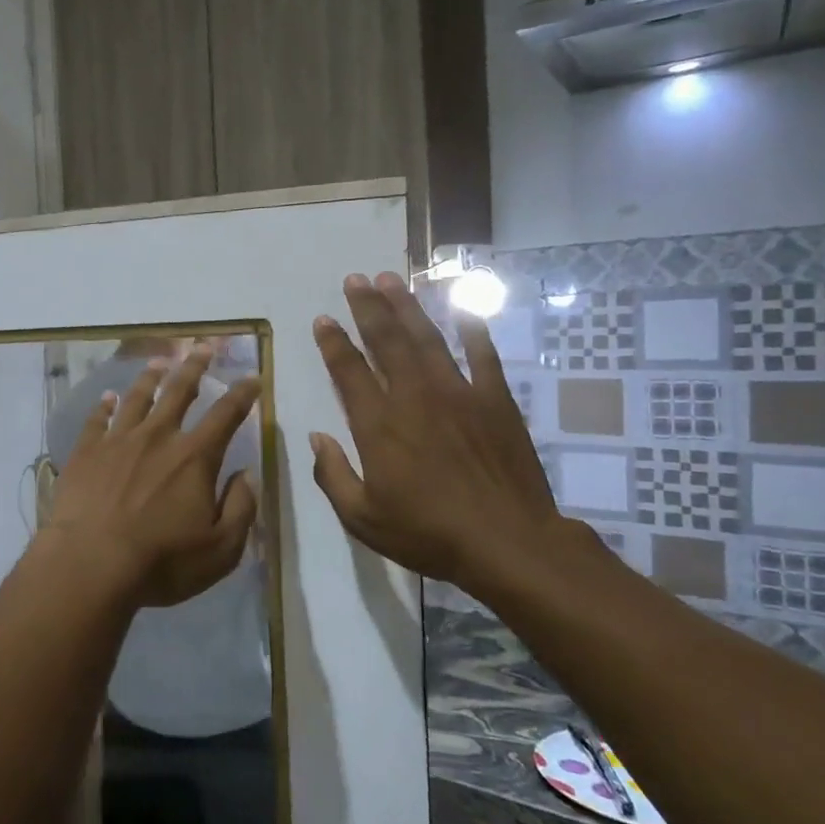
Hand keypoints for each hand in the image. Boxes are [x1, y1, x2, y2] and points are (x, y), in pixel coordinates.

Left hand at [43, 345, 259, 608]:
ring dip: (150, 377)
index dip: (242, 394)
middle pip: (179, 391)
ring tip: (159, 362)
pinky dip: (105, 406)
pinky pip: (97, 420)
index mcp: (194, 458)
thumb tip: (248, 474)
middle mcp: (157, 437)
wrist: (90, 564)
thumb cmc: (161, 561)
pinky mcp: (86, 452)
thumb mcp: (220, 548)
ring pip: (137, 398)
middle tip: (202, 347)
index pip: (226, 415)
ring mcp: (117, 441)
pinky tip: (108, 398)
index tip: (252, 376)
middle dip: (195, 366)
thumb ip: (241, 507)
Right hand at [310, 272, 571, 591]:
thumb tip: (315, 438)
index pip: (349, 371)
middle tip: (355, 279)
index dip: (333, 342)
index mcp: (379, 425)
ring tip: (391, 279)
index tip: (323, 319)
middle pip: (387, 341)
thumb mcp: (362, 518)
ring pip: (428, 338)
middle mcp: (414, 397)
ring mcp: (459, 394)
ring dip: (408, 306)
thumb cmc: (428, 534)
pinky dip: (473, 329)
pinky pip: (483, 355)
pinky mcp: (496, 401)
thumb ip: (332, 475)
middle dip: (367, 307)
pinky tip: (463, 308)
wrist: (509, 544)